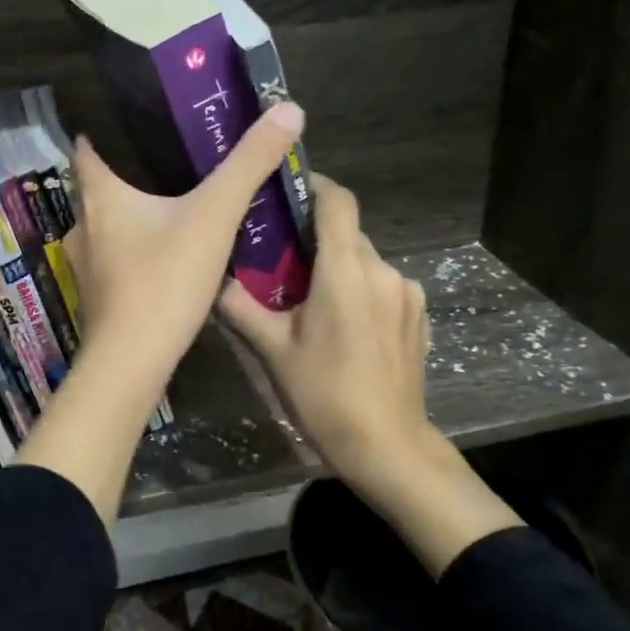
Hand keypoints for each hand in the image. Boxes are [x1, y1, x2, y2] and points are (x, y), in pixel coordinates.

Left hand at [64, 100, 304, 404]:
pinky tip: (166, 248)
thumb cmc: (163, 280)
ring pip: (109, 220)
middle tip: (175, 154)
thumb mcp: (214, 216)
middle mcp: (82, 221)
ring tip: (176, 198)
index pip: (87, 143)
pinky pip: (116, 252)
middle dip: (133, 167)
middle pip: (101, 181)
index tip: (138, 115)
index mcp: (99, 193)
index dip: (107, 125)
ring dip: (135, 208)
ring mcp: (84, 260)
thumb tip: (288, 109)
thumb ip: (249, 164)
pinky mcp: (95, 291)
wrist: (131, 362)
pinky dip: (137, 243)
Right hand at [217, 173, 519, 573]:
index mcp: (346, 270)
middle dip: (316, 237)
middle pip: (348, 232)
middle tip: (281, 259)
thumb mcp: (271, 350)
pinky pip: (383, 285)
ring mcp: (408, 292)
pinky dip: (361, 290)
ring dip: (338, 267)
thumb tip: (209, 277)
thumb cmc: (323, 393)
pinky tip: (343, 325)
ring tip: (309, 298)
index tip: (287, 189)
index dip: (314, 184)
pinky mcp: (419, 315)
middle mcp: (383, 270)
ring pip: (365, 261)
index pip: (337, 201)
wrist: (386, 446)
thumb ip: (238, 306)